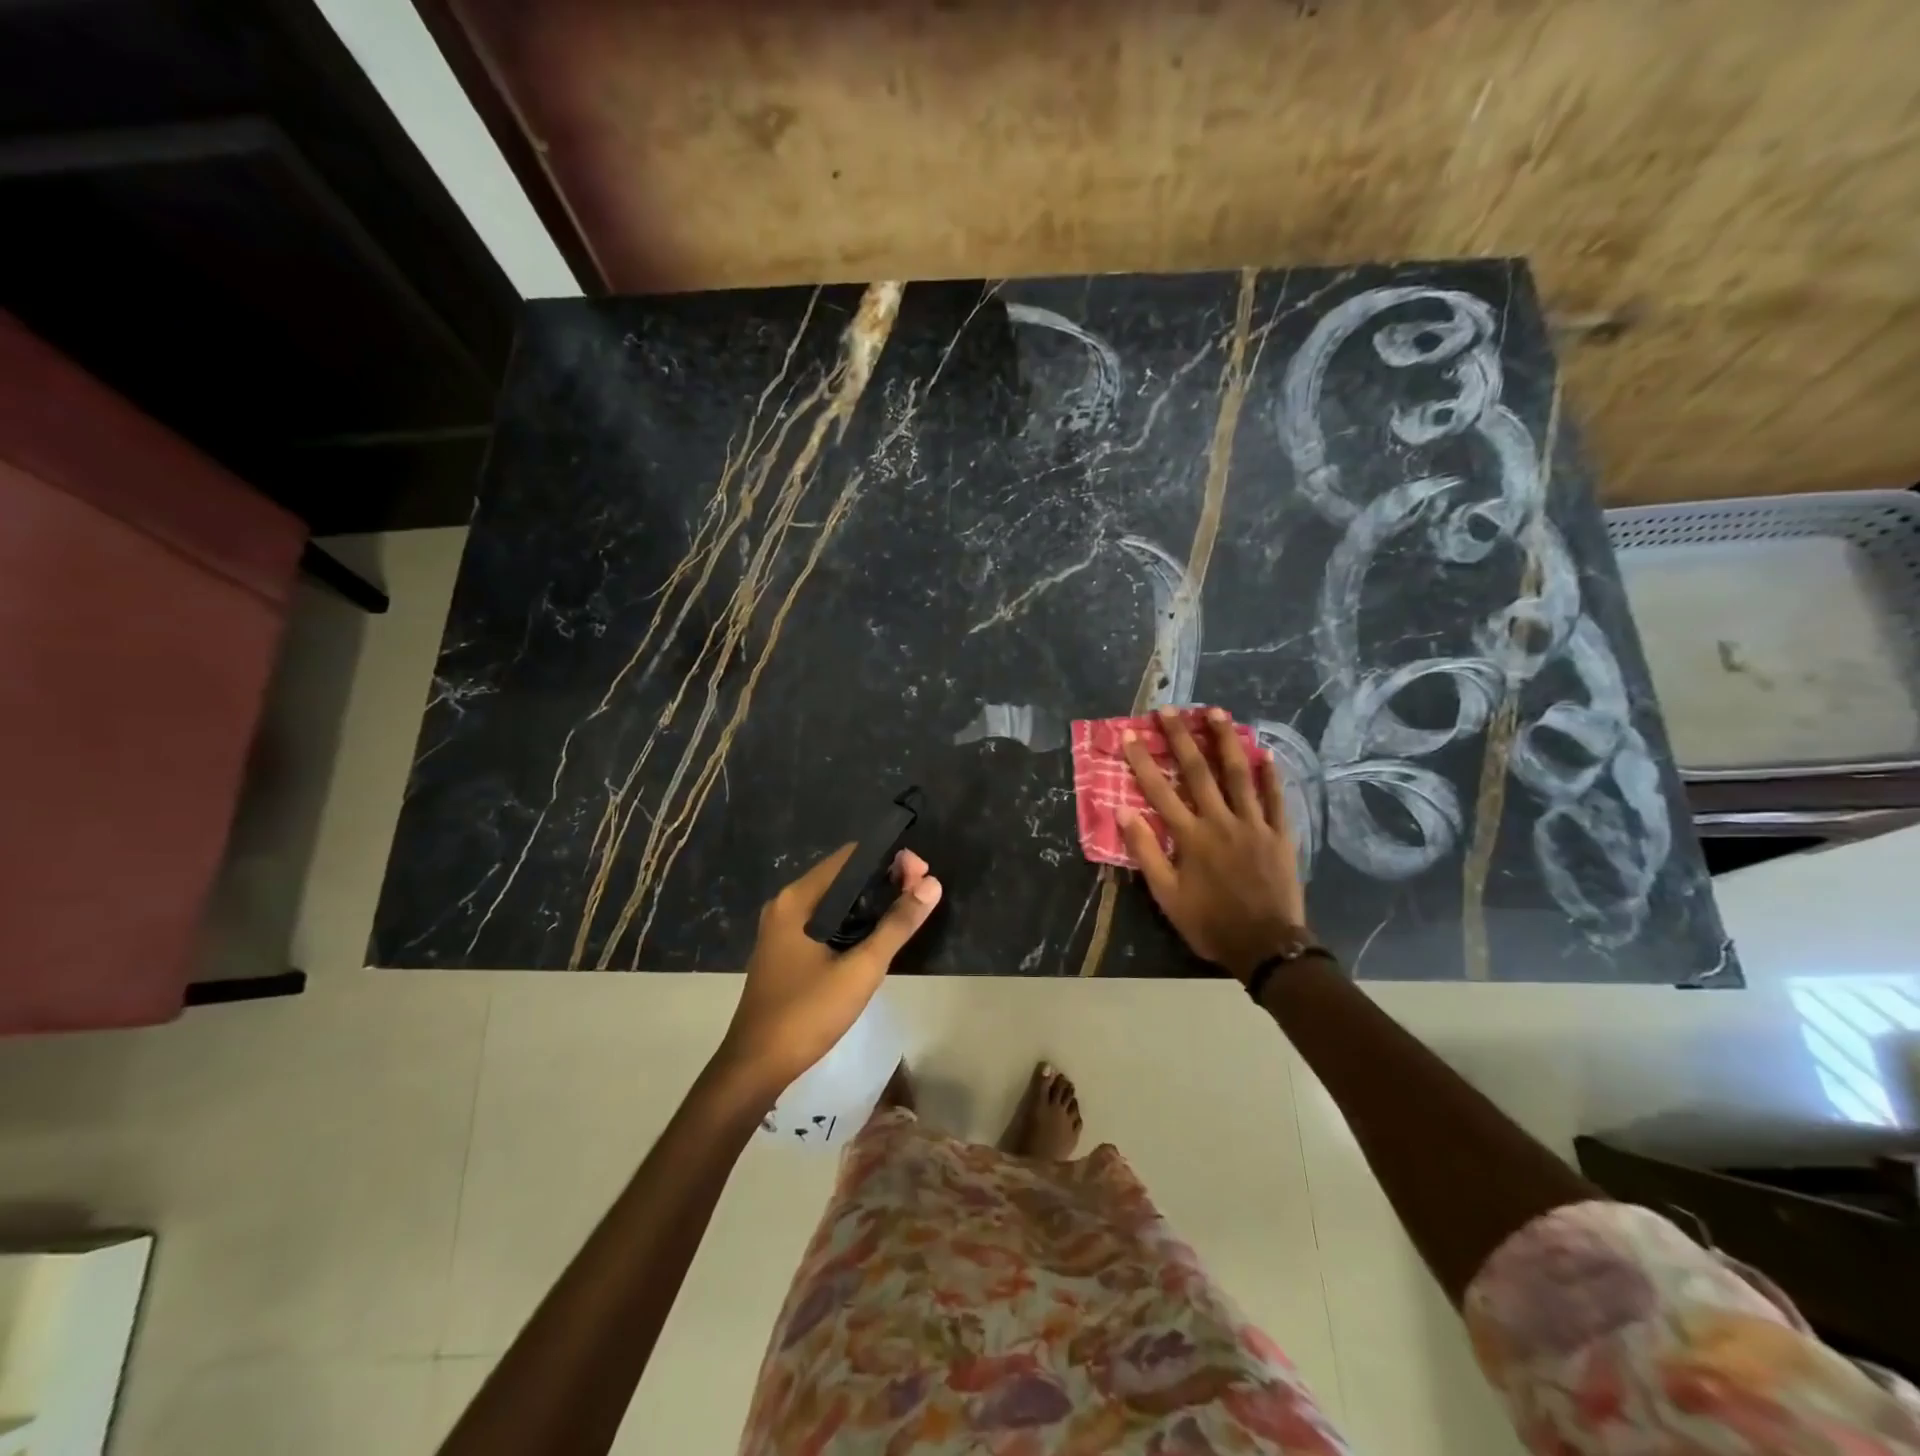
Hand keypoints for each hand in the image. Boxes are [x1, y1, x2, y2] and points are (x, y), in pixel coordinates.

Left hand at [717, 844, 941, 1101]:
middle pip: (843, 876)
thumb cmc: (808, 1013)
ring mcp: (783, 927)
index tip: (922, 874)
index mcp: (798, 899)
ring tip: (909, 909)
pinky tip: (877, 933)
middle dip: (884, 879)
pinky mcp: (786, 948)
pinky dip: (853, 919)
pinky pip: (826, 919)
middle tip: (922, 892)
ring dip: (871, 900)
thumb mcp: (861, 969)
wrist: (756, 1066)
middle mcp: (787, 904)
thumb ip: (897, 925)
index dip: (890, 859)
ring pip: (836, 899)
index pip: (850, 857)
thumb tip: (932, 884)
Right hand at [1120, 706, 1309, 979]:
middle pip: (1198, 772)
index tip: (1130, 734)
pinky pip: (1275, 799)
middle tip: (1170, 710)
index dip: (1143, 761)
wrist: (1266, 947)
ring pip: (1238, 775)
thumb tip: (1123, 811)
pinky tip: (1264, 753)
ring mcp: (1254, 825)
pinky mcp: (1279, 835)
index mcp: (1190, 836)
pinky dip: (1270, 775)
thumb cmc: (1210, 922)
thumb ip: (1145, 851)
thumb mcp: (1166, 895)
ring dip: (1226, 741)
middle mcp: (1220, 821)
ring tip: (1217, 712)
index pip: (1159, 790)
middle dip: (1182, 738)